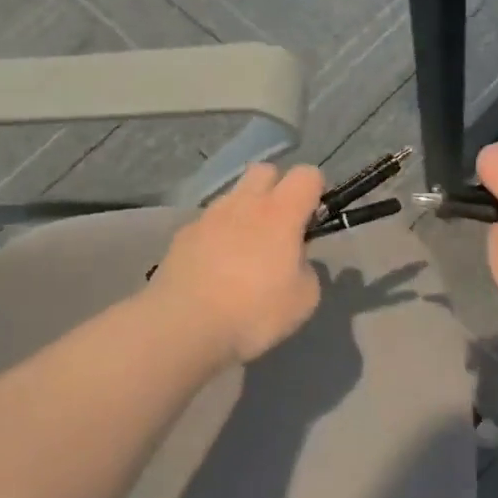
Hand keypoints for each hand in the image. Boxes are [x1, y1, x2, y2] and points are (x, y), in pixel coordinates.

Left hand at [149, 162, 324, 363]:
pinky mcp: (182, 235)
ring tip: (244, 253)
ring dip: (244, 213)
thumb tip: (295, 260)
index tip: (312, 219)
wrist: (183, 326)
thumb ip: (307, 269)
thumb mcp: (304, 299)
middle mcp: (244, 203)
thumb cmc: (254, 312)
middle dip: (277, 189)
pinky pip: (208, 224)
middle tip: (279, 228)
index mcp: (281, 212)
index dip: (315, 191)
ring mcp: (208, 216)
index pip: (307, 174)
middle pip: (265, 171)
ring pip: (233, 196)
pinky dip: (217, 236)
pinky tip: (214, 269)